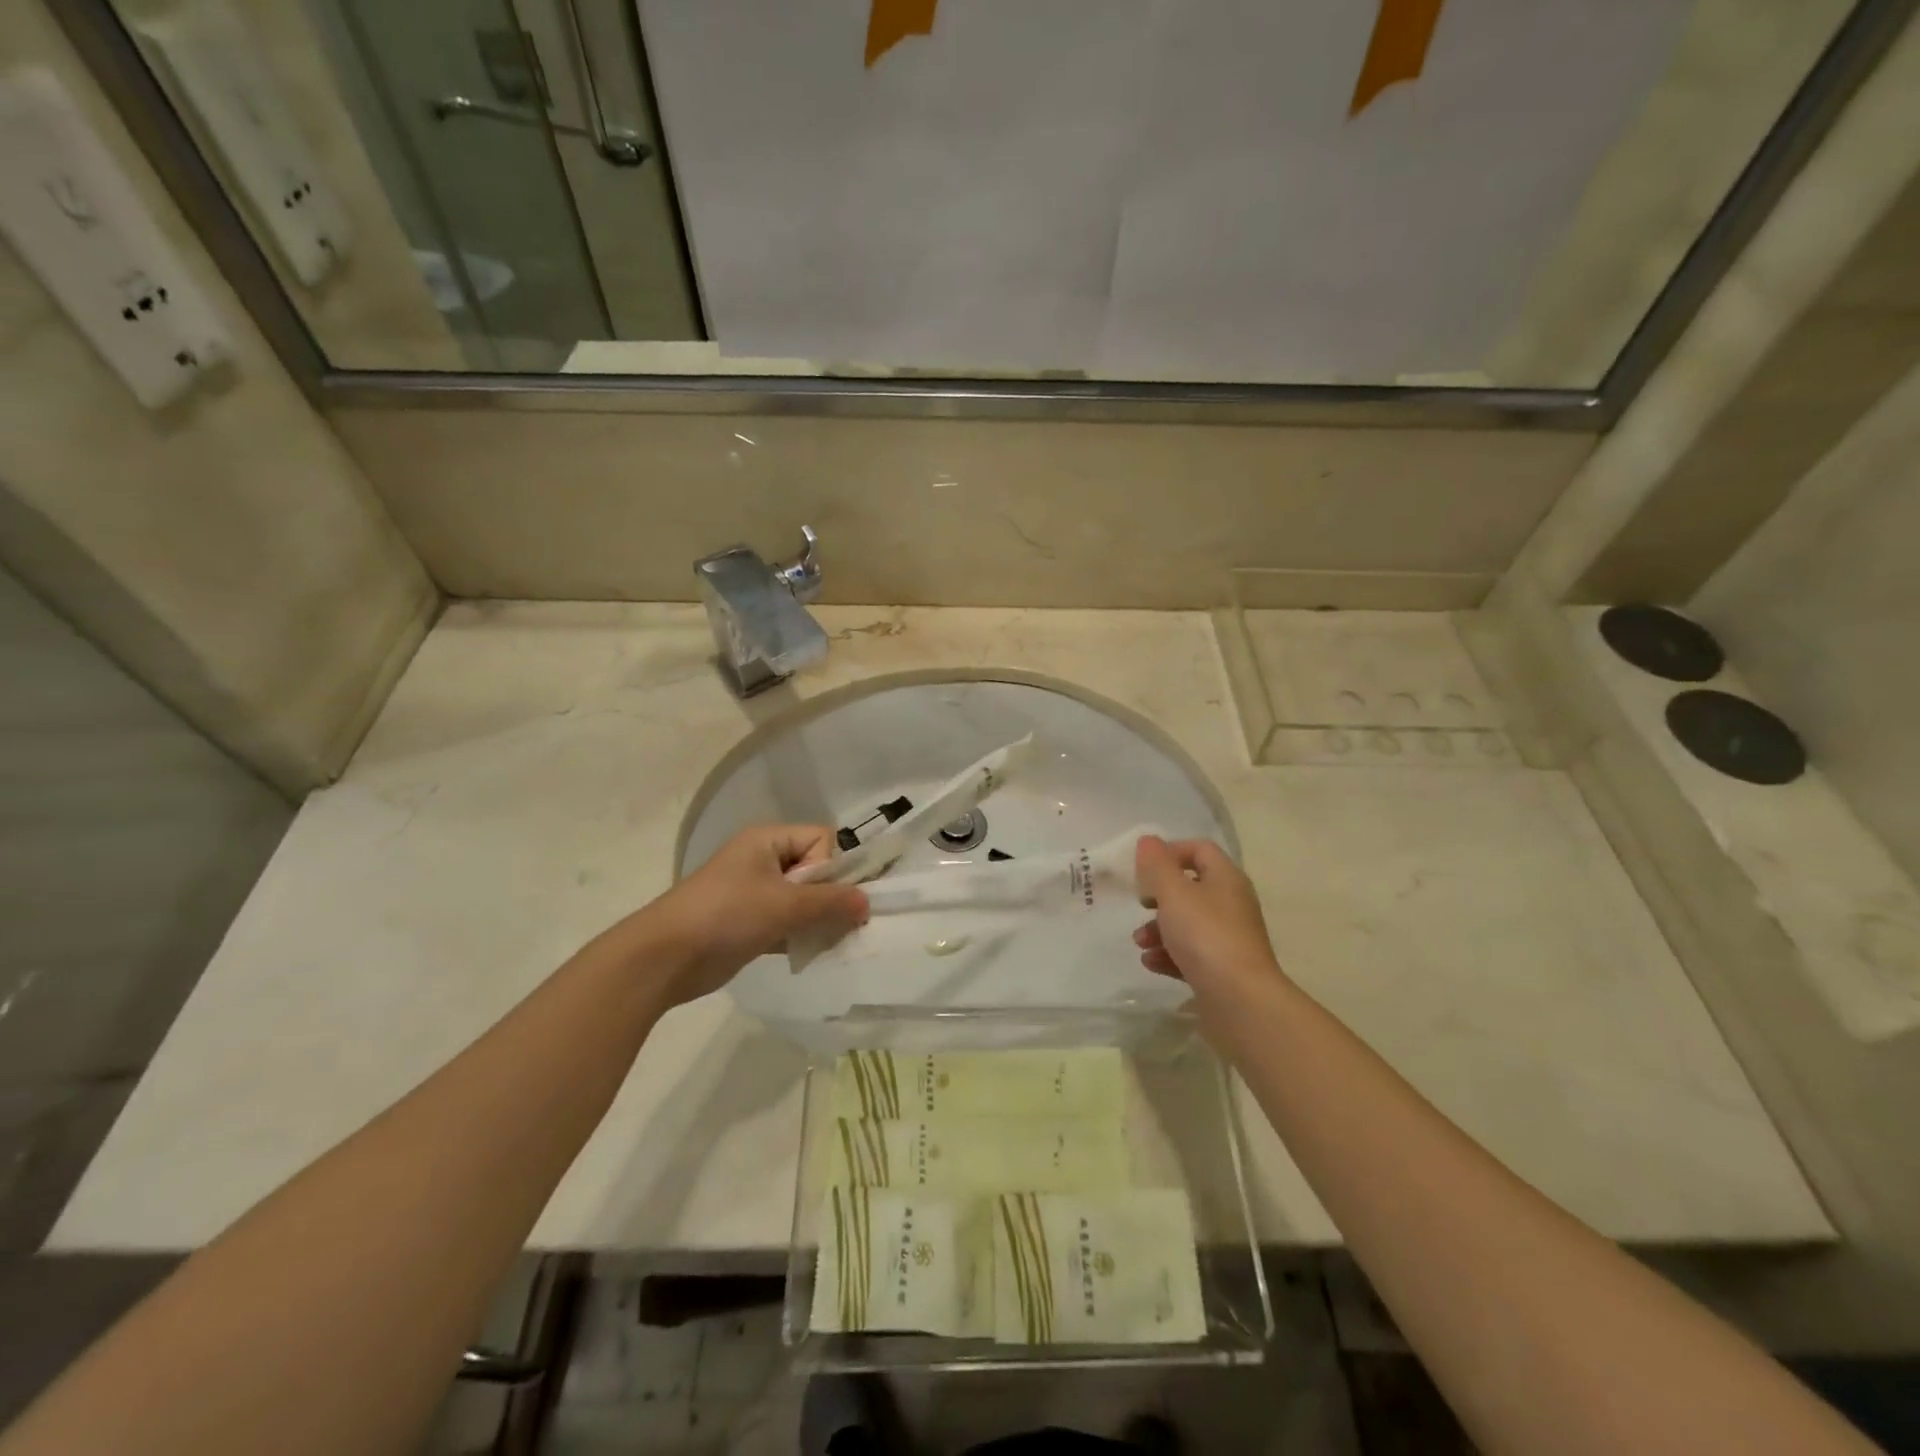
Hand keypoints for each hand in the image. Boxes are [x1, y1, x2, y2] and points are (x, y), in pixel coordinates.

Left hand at [628, 825, 868, 1007]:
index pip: (821, 840)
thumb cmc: (726, 916)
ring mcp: (754, 893)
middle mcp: (763, 860)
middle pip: (815, 870)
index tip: (826, 897)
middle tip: (835, 924)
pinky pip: (788, 922)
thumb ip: (830, 902)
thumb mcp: (784, 905)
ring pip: (803, 900)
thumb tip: (867, 903)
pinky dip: (800, 935)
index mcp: (768, 840)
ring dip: (816, 920)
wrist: (664, 958)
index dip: (831, 867)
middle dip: (829, 897)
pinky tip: (809, 952)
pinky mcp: (749, 923)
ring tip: (822, 941)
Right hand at [1132, 835, 1285, 1008]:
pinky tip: (1151, 963)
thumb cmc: (1206, 936)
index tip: (1144, 869)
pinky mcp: (1222, 969)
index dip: (1169, 852)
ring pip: (1187, 923)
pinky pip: (1191, 953)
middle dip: (1158, 896)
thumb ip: (1156, 865)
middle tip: (1141, 905)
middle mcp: (1231, 904)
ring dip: (1158, 929)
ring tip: (1140, 943)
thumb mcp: (1174, 893)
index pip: (1199, 849)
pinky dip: (1169, 955)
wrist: (1241, 1002)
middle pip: (1190, 888)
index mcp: (1226, 878)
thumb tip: (1148, 841)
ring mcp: (1229, 938)